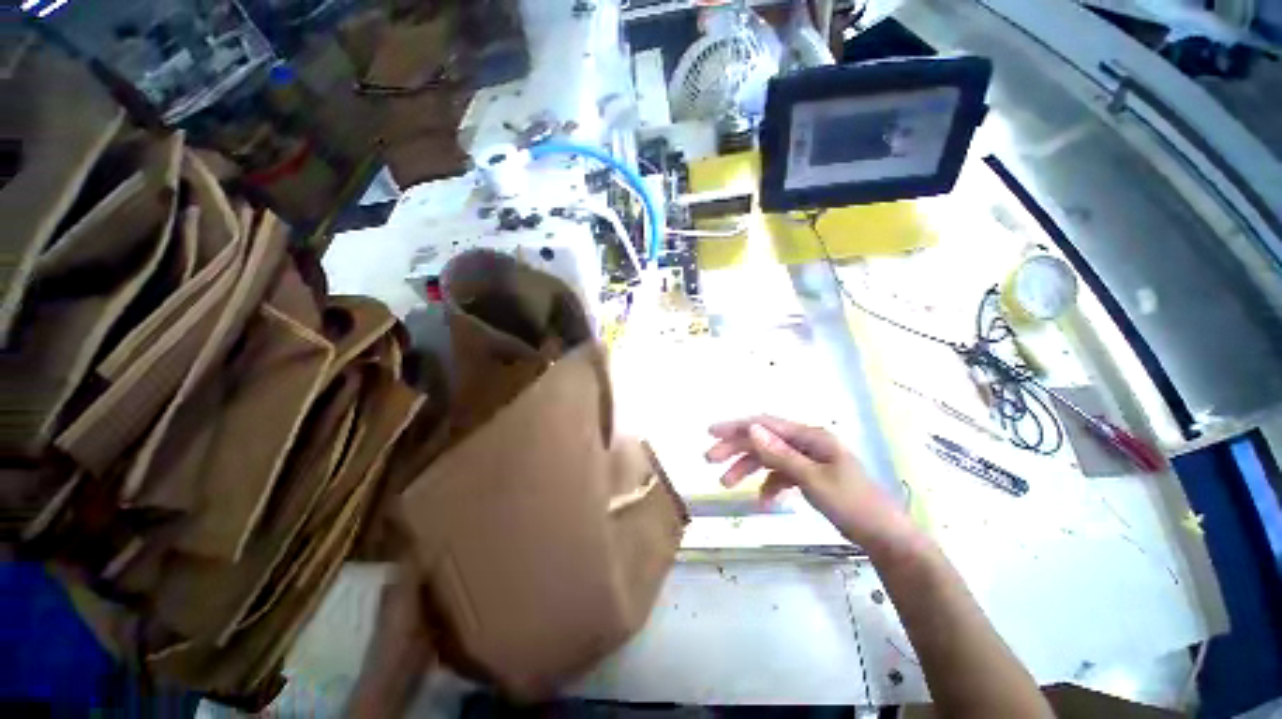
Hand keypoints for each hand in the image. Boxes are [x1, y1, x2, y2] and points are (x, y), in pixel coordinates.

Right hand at [704, 415, 915, 552]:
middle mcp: (807, 443)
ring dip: (747, 468)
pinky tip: (764, 501)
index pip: (765, 424)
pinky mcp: (810, 476)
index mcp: (810, 436)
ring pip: (769, 457)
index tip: (711, 433)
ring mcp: (808, 459)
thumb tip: (751, 429)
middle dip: (736, 448)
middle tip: (710, 459)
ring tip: (726, 484)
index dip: (736, 427)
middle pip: (763, 439)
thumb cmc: (852, 505)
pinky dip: (769, 484)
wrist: (885, 538)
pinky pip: (781, 474)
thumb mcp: (813, 480)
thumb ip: (781, 455)